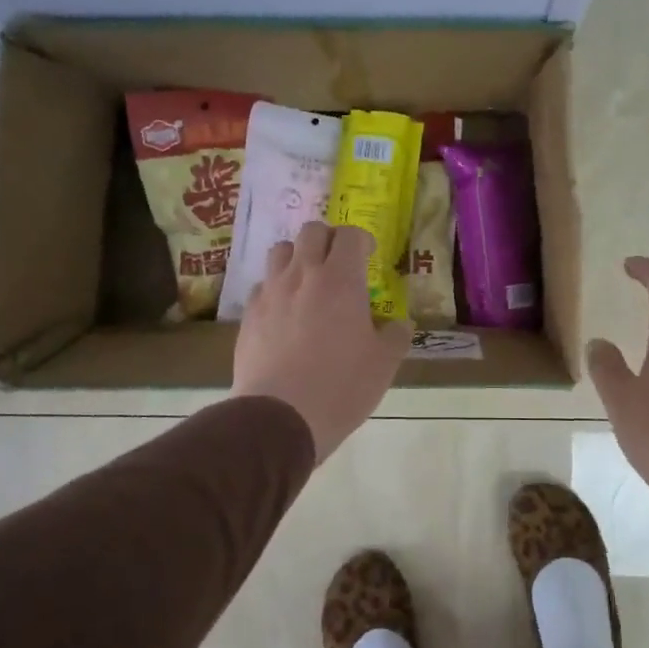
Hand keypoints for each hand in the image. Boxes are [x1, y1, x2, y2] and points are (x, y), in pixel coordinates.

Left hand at [232, 222, 409, 462]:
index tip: (369, 257)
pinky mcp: (248, 315)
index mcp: (341, 280)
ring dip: (298, 257)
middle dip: (329, 239)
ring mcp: (270, 293)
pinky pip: (262, 286)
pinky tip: (285, 313)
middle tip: (340, 263)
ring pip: (281, 251)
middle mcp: (303, 275)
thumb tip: (400, 325)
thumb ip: (396, 336)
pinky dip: (276, 288)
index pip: (350, 235)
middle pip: (312, 232)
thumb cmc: (341, 386)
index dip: (362, 240)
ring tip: (309, 282)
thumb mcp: (384, 364)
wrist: (280, 416)